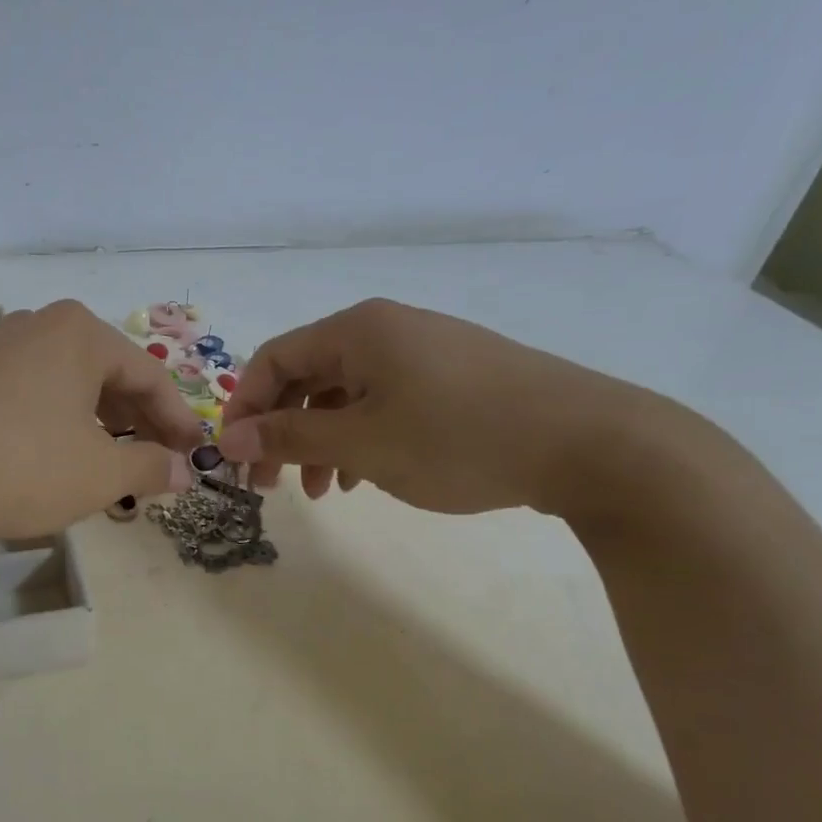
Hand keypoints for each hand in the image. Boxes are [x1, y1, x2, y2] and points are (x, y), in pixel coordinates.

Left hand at [0, 301, 204, 541]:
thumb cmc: (15, 463)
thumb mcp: (97, 474)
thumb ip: (150, 467)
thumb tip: (184, 469)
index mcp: (82, 333)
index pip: (151, 376)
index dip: (178, 422)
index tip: (194, 457)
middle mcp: (42, 325)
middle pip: (110, 376)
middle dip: (139, 424)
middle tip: (158, 466)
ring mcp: (0, 345)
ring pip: (71, 385)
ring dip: (100, 426)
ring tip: (112, 467)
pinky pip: (34, 393)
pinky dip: (59, 423)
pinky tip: (58, 456)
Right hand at [216, 298, 670, 517]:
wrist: (591, 443)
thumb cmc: (459, 437)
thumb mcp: (363, 442)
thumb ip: (290, 437)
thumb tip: (230, 440)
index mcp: (357, 330)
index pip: (273, 359)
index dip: (245, 408)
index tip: (235, 458)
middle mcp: (385, 330)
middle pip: (307, 376)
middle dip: (282, 431)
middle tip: (271, 485)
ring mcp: (423, 352)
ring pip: (347, 395)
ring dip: (321, 441)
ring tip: (323, 492)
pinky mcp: (453, 378)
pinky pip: (385, 403)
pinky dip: (362, 438)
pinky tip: (366, 477)